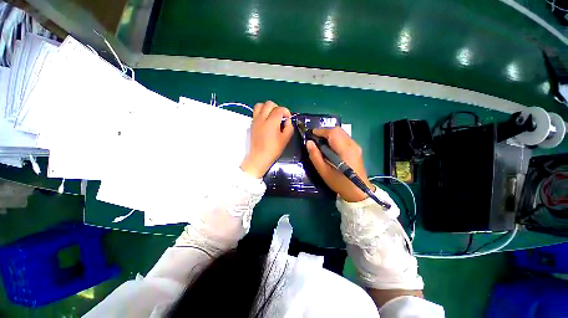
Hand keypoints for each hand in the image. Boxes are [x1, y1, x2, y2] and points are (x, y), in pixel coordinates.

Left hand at [241, 101, 293, 177]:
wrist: (259, 157)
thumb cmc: (273, 149)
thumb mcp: (285, 139)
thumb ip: (289, 127)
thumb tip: (287, 121)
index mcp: (271, 122)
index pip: (279, 109)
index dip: (286, 111)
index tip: (288, 118)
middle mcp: (262, 118)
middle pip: (269, 104)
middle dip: (277, 107)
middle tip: (280, 116)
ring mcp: (255, 120)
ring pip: (260, 105)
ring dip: (267, 108)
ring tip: (272, 116)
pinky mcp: (251, 124)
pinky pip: (256, 112)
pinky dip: (262, 112)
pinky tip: (266, 121)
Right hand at [306, 127, 373, 201]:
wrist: (358, 192)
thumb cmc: (340, 183)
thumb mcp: (323, 171)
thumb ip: (315, 156)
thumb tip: (308, 142)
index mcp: (345, 150)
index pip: (333, 133)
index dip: (320, 131)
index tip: (310, 135)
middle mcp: (352, 144)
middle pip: (337, 130)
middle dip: (324, 132)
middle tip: (315, 140)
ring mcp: (356, 146)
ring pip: (341, 133)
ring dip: (329, 135)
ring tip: (320, 144)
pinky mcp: (356, 149)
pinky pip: (344, 138)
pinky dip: (334, 139)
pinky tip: (329, 148)